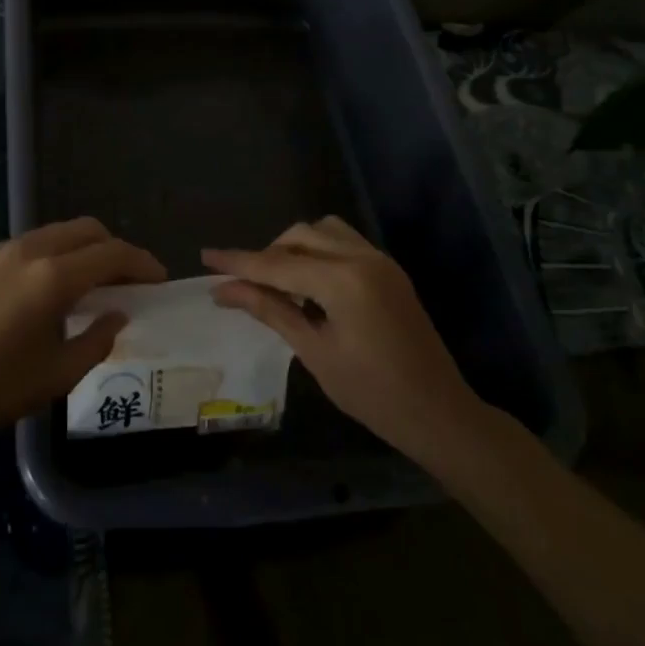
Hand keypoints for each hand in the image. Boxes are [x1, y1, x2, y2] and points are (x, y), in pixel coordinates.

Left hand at [0, 217, 164, 446]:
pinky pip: (29, 245)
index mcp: (53, 277)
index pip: (112, 253)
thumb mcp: (57, 375)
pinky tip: (47, 290)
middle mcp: (29, 250)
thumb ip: (97, 338)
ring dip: (82, 250)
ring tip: (90, 285)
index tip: (158, 280)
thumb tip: (117, 313)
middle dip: (114, 248)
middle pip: (86, 229)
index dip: (142, 263)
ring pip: (56, 233)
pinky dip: (52, 255)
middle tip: (127, 280)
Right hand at [205, 217, 484, 464]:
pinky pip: (343, 242)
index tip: (205, 257)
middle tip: (244, 284)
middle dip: (267, 255)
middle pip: (299, 236)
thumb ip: (270, 310)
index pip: (277, 264)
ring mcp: (379, 260)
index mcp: (343, 280)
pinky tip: (310, 285)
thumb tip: (223, 290)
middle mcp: (362, 257)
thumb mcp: (314, 352)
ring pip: (323, 231)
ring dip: (294, 248)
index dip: (238, 262)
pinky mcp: (388, 269)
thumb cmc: (372, 393)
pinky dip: (318, 252)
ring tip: (279, 283)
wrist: (439, 413)